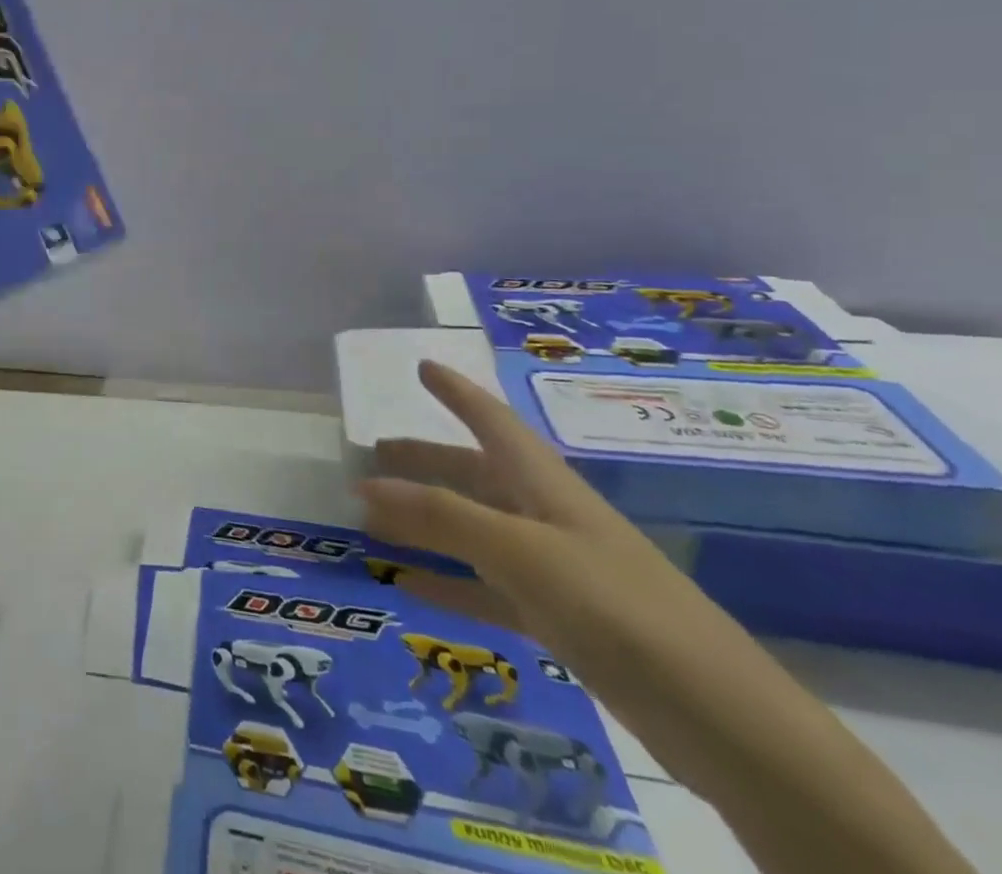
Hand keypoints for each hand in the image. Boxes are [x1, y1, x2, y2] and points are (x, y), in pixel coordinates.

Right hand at [360, 363, 977, 873]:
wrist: (729, 726)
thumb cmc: (621, 610)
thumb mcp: (522, 552)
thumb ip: (442, 516)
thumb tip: (365, 484)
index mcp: (545, 485)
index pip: (492, 421)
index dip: (458, 391)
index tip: (423, 365)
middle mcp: (547, 517)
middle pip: (475, 475)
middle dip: (426, 461)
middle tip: (374, 454)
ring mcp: (556, 571)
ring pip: (474, 533)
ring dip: (426, 523)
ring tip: (372, 518)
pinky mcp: (563, 623)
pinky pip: (487, 590)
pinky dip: (447, 583)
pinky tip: (407, 587)